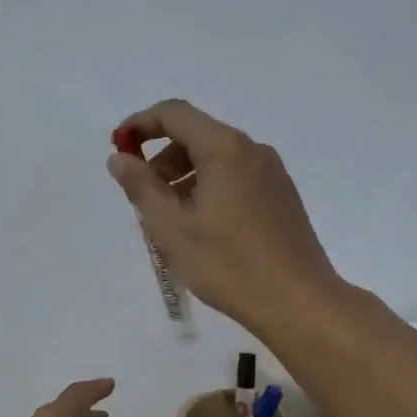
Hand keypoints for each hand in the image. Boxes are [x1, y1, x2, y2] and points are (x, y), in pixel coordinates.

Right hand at [107, 99, 341, 330]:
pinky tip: (203, 228)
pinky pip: (236, 177)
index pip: (174, 114)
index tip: (118, 148)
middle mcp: (253, 150)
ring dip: (184, 177)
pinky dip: (209, 188)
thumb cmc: (228, 264)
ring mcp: (272, 173)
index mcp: (225, 149)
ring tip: (171, 220)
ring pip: (217, 159)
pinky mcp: (282, 196)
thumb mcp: (171, 228)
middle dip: (162, 158)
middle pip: (197, 135)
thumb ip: (141, 187)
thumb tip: (119, 158)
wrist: (298, 302)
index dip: (140, 124)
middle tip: (143, 198)